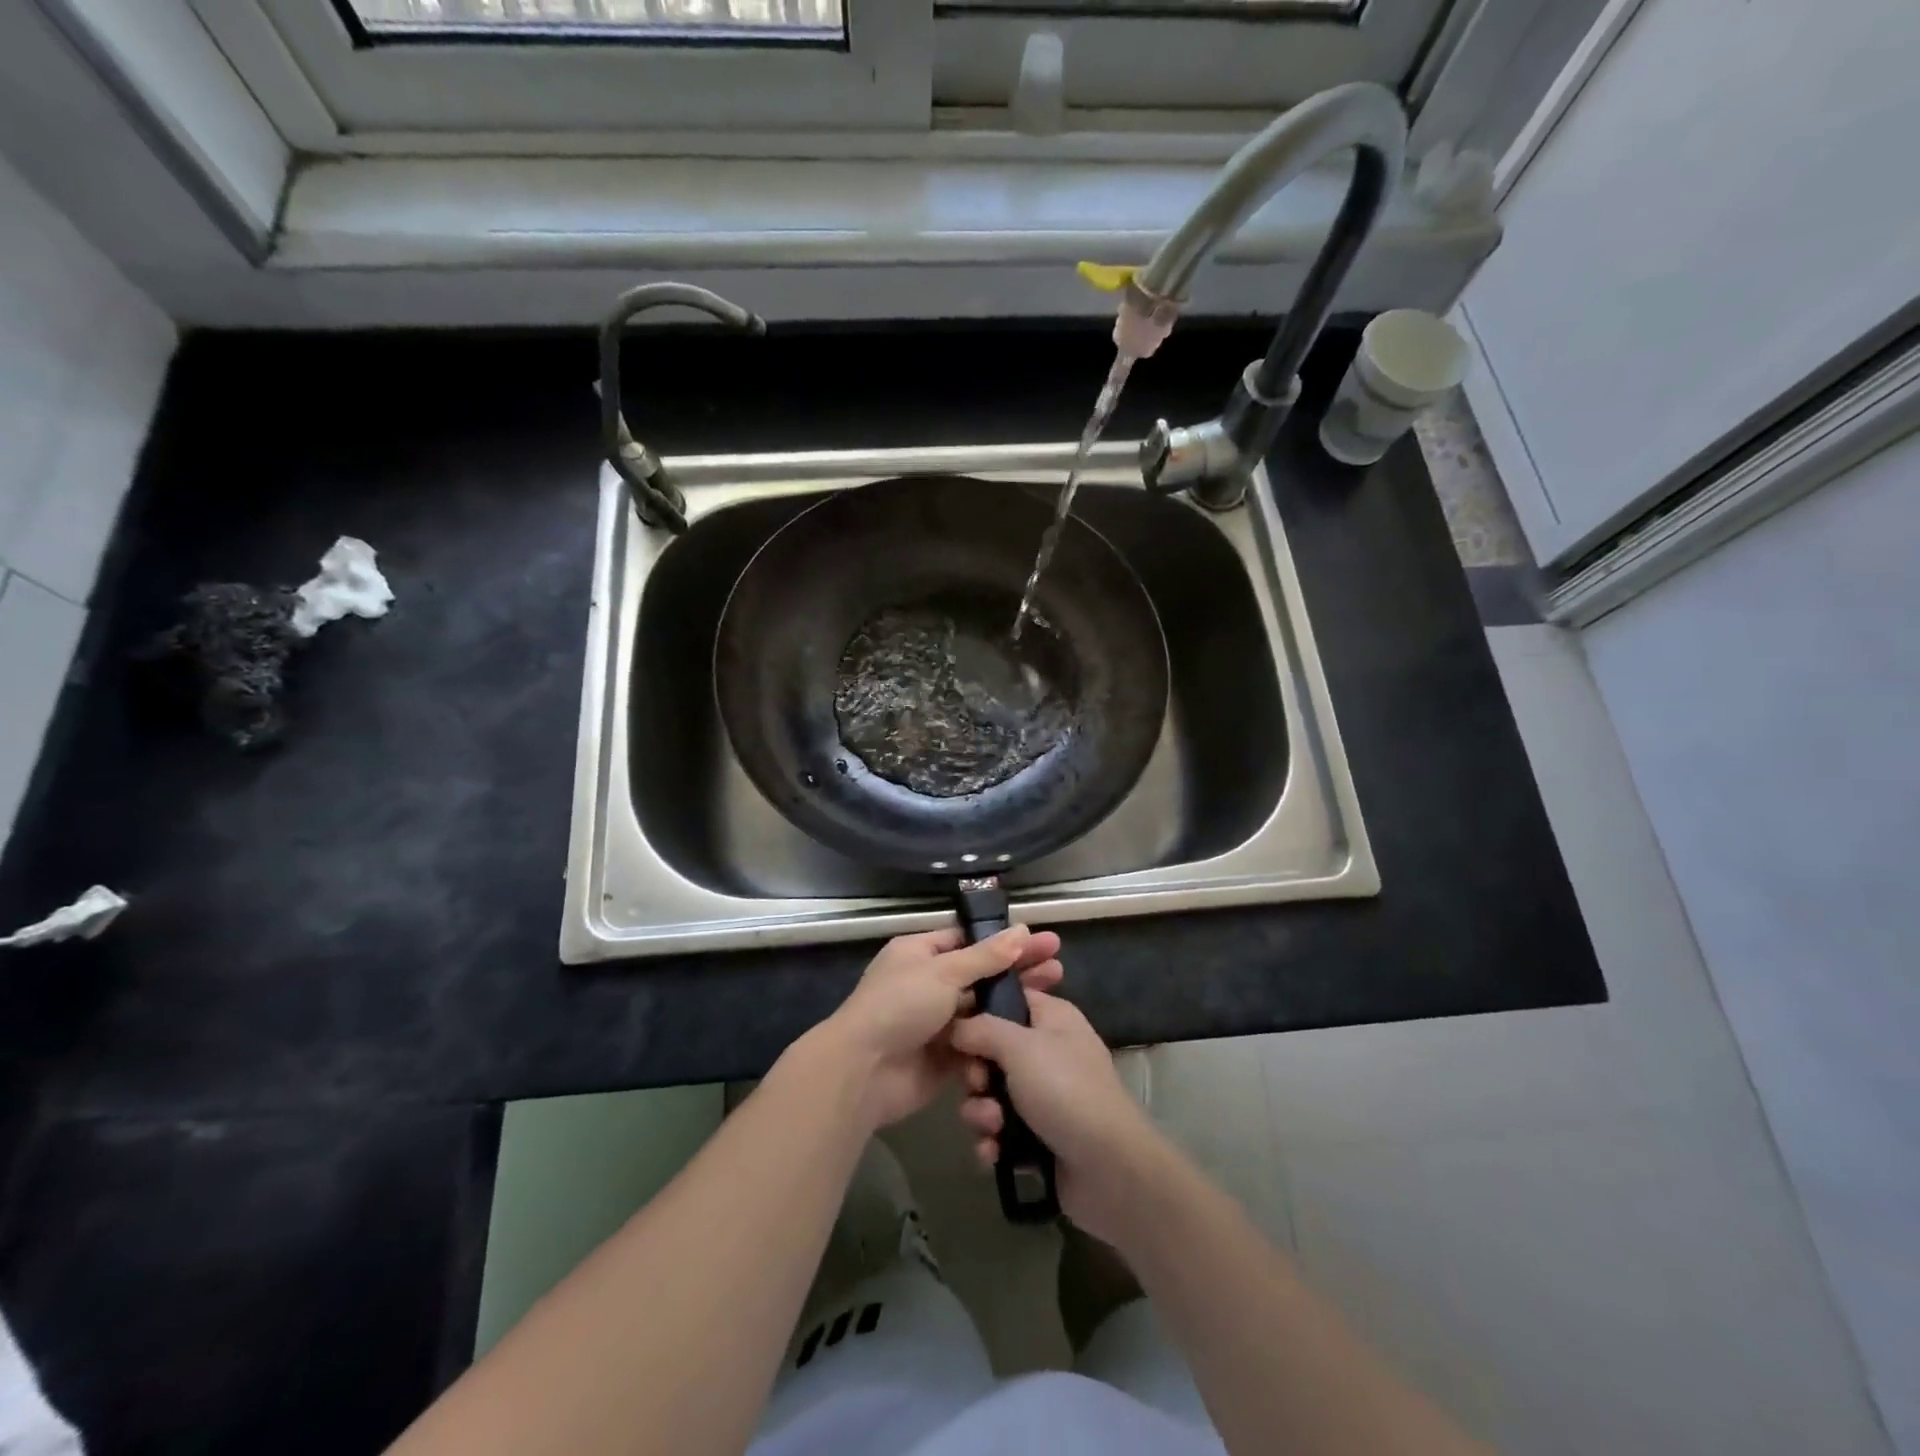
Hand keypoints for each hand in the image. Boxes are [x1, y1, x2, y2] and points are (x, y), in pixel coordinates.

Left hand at [821, 926, 1062, 1130]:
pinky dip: (1001, 1037)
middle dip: (1018, 969)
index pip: (968, 940)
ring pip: (983, 1008)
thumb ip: (985, 957)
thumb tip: (1021, 931)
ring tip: (1056, 993)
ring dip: (1014, 1002)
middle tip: (1059, 965)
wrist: (864, 1072)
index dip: (1005, 941)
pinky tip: (1035, 1032)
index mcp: (920, 954)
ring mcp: (937, 1021)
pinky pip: (979, 1042)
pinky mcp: (946, 1055)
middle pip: (981, 973)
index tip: (1041, 941)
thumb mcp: (943, 973)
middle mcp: (928, 984)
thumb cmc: (899, 1006)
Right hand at [949, 990, 1167, 1245]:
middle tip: (979, 1084)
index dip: (978, 1011)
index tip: (953, 1027)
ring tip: (992, 1126)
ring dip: (982, 1112)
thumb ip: (982, 1029)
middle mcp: (1047, 1052)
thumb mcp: (1021, 1047)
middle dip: (976, 1074)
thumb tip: (956, 1026)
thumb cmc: (1065, 1091)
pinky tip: (994, 1153)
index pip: (1008, 999)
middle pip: (991, 1051)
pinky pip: (999, 1132)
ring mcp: (1043, 1097)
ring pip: (991, 1094)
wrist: (1108, 1170)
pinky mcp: (1037, 1137)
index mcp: (1052, 1018)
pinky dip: (992, 1141)